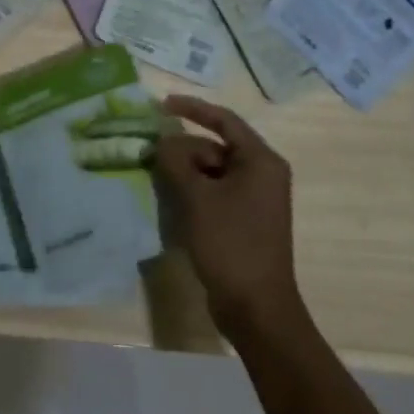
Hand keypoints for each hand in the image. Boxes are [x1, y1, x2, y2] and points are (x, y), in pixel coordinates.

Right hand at [153, 97, 301, 337]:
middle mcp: (263, 174)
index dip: (192, 108)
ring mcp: (255, 199)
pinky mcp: (245, 220)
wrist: (256, 308)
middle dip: (183, 149)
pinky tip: (172, 201)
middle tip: (151, 155)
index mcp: (260, 161)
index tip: (162, 104)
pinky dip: (194, 191)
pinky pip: (215, 192)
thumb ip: (175, 161)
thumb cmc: (230, 244)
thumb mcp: (196, 197)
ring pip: (213, 171)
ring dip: (185, 172)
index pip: (224, 120)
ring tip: (157, 179)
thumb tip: (161, 142)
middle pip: (216, 147)